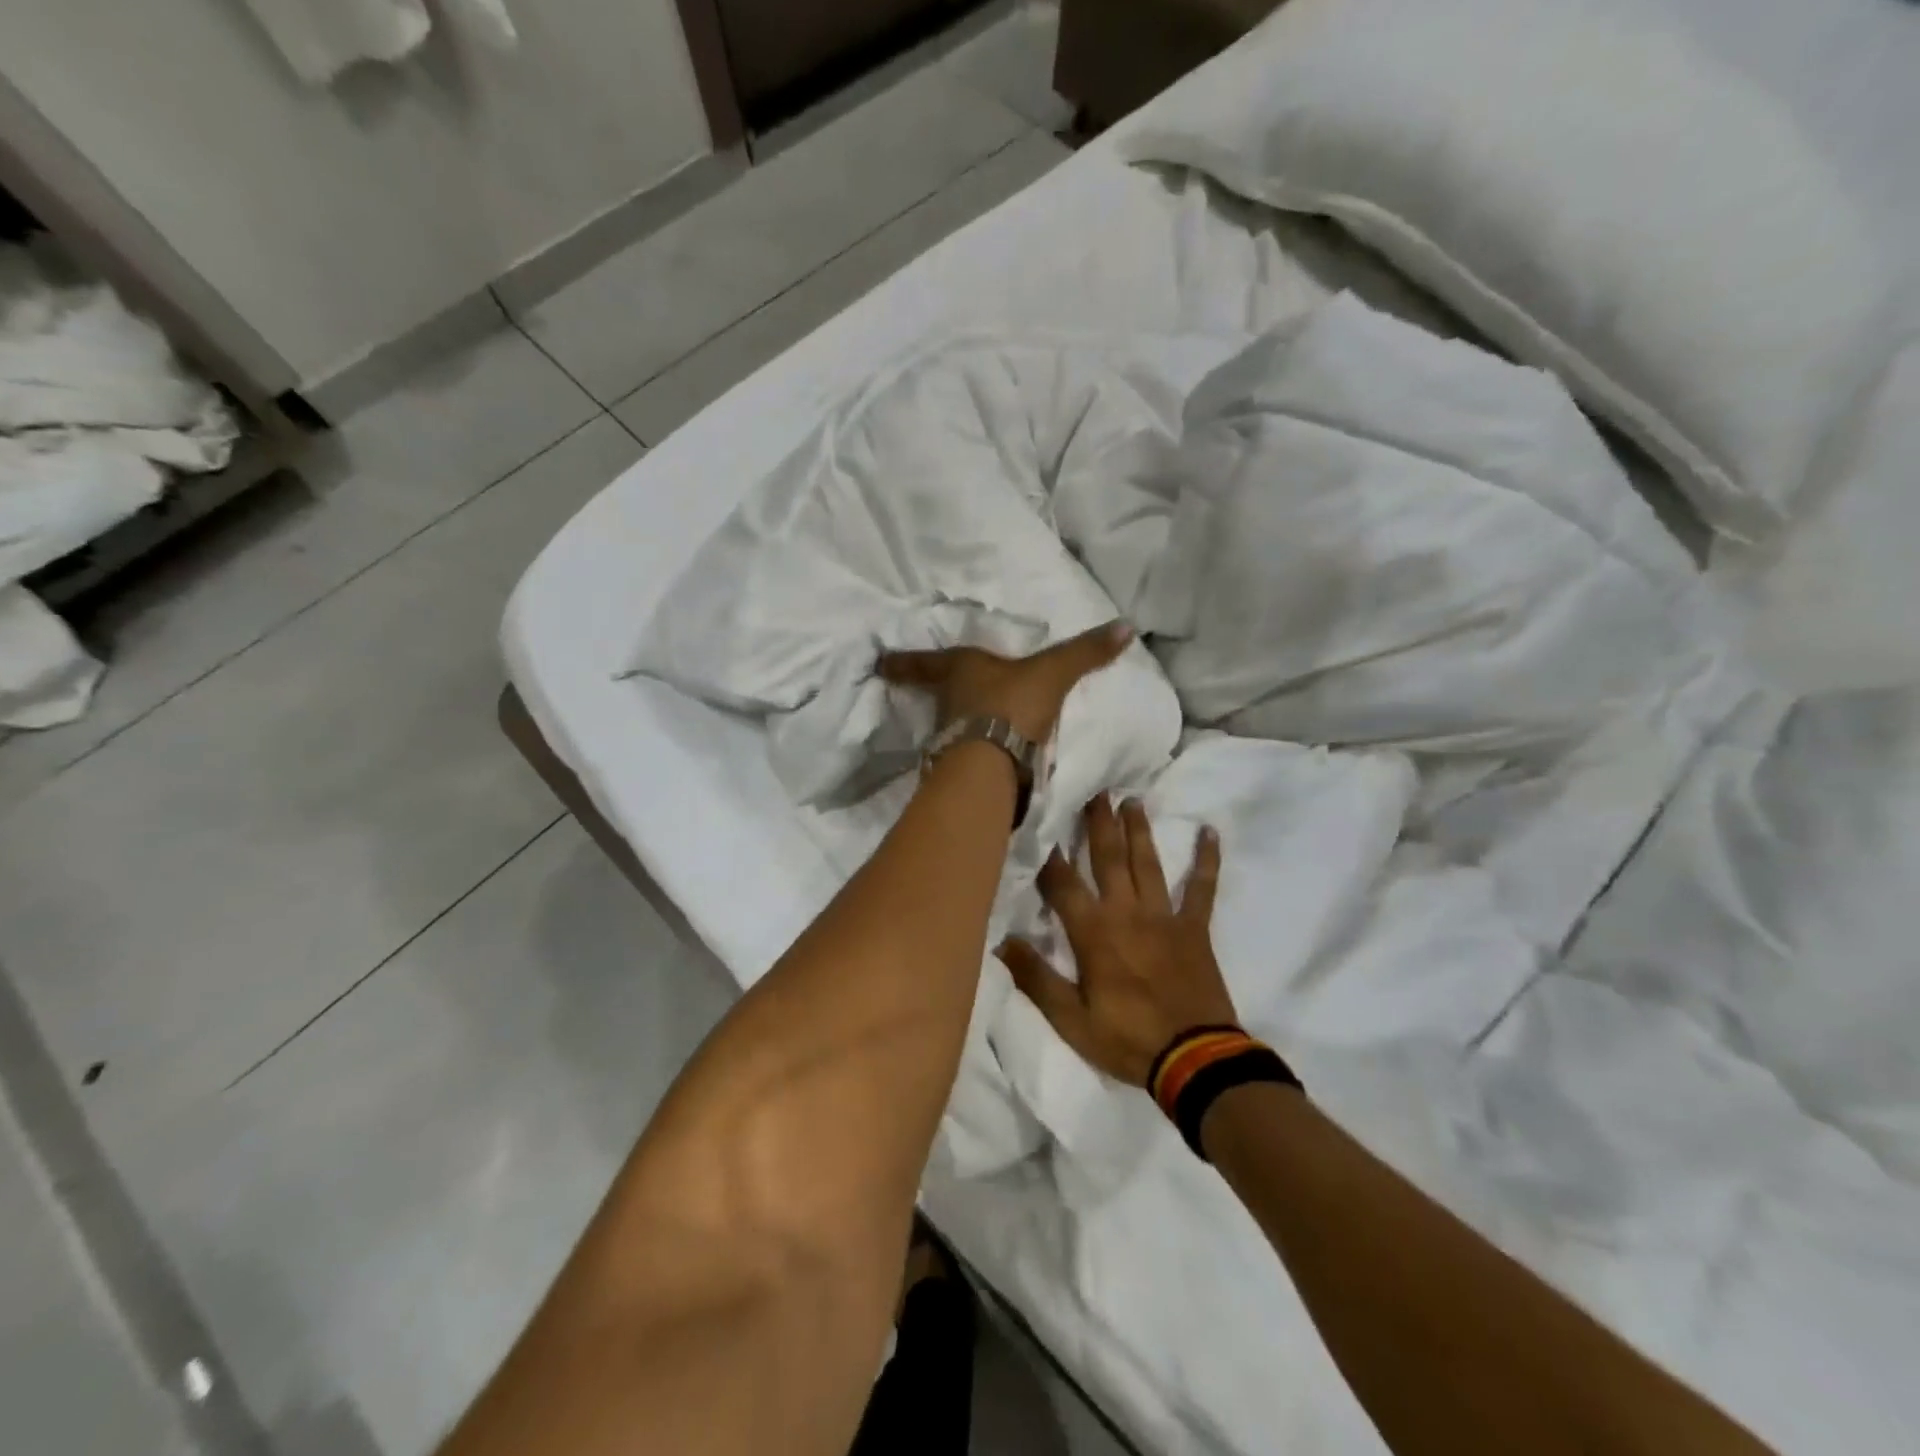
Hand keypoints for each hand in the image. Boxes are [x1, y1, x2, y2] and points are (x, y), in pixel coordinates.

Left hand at [876, 620, 1133, 743]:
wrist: (995, 759)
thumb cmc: (1014, 702)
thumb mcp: (1054, 672)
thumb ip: (1086, 652)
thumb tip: (1126, 625)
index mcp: (961, 670)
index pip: (924, 662)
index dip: (903, 662)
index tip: (878, 663)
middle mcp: (948, 703)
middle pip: (934, 695)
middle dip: (934, 694)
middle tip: (935, 693)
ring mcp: (949, 737)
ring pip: (946, 726)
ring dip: (952, 726)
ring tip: (964, 727)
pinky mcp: (958, 767)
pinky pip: (961, 755)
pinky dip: (967, 755)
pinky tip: (980, 760)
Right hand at [999, 796, 1237, 1087]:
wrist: (1196, 1060)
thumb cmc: (1127, 1039)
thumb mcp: (1071, 1020)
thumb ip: (1036, 978)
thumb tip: (1001, 941)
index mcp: (1094, 933)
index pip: (1063, 884)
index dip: (1049, 856)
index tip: (1040, 825)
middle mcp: (1127, 913)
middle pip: (1108, 859)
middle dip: (1098, 824)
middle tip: (1095, 791)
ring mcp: (1164, 917)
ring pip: (1148, 864)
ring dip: (1139, 831)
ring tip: (1132, 801)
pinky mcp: (1195, 929)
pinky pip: (1202, 888)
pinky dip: (1207, 860)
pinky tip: (1210, 833)